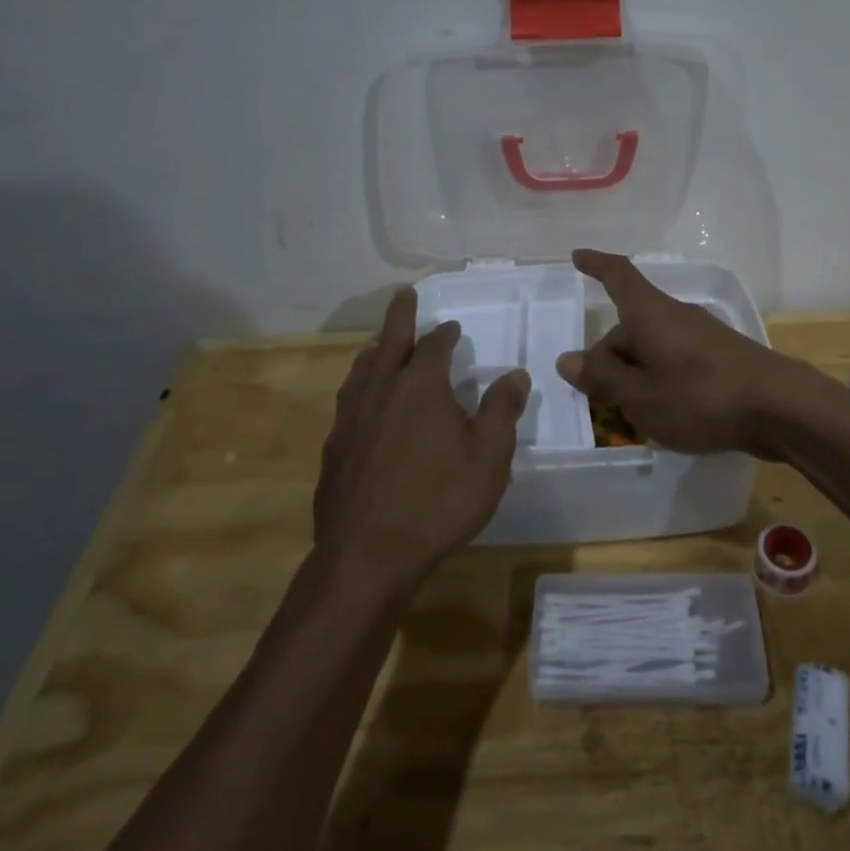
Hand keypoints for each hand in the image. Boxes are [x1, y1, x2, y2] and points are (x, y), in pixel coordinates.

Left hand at [315, 286, 529, 581]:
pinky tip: (361, 407)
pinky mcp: (334, 450)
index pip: (434, 346)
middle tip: (403, 294)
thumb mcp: (489, 456)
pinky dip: (359, 389)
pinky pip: (348, 404)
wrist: (367, 556)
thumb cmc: (438, 501)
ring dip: (375, 352)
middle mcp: (381, 391)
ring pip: (362, 371)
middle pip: (390, 342)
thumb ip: (501, 410)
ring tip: (378, 346)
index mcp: (420, 385)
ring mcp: (351, 420)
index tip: (452, 327)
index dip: (445, 334)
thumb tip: (515, 375)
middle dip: (399, 316)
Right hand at [554, 249, 823, 456]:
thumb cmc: (701, 397)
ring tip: (629, 415)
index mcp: (650, 314)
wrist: (780, 408)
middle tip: (596, 399)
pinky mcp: (720, 358)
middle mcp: (674, 316)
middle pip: (630, 326)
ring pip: (653, 348)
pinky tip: (663, 415)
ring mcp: (701, 336)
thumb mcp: (641, 396)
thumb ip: (603, 378)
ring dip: (634, 374)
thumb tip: (567, 359)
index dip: (596, 265)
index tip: (577, 256)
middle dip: (609, 358)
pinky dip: (659, 381)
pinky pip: (675, 361)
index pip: (618, 276)